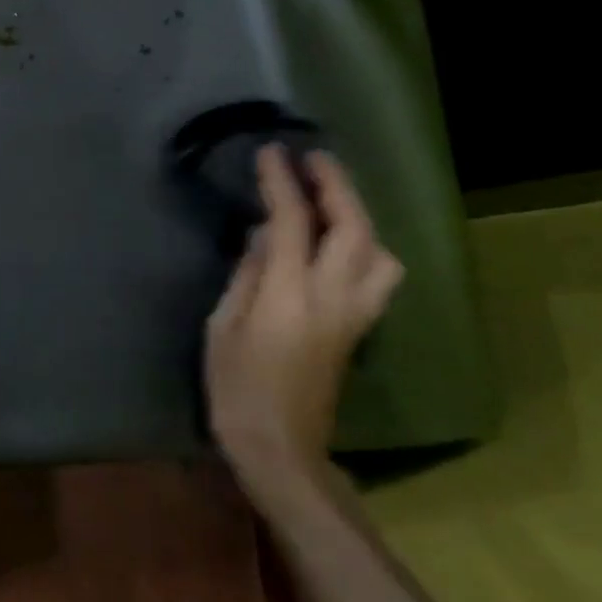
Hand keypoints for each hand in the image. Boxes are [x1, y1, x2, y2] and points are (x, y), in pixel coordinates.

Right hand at [205, 146, 401, 488]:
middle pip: (354, 230)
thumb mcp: (222, 326)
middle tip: (314, 159)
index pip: (293, 223)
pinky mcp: (359, 330)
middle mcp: (333, 299)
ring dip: (359, 218)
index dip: (283, 183)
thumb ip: (247, 275)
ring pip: (380, 253)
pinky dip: (363, 246)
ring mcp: (354, 316)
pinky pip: (376, 276)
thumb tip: (264, 238)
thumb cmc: (236, 387)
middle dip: (337, 187)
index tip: (272, 152)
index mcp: (289, 297)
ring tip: (330, 202)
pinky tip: (336, 243)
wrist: (281, 448)